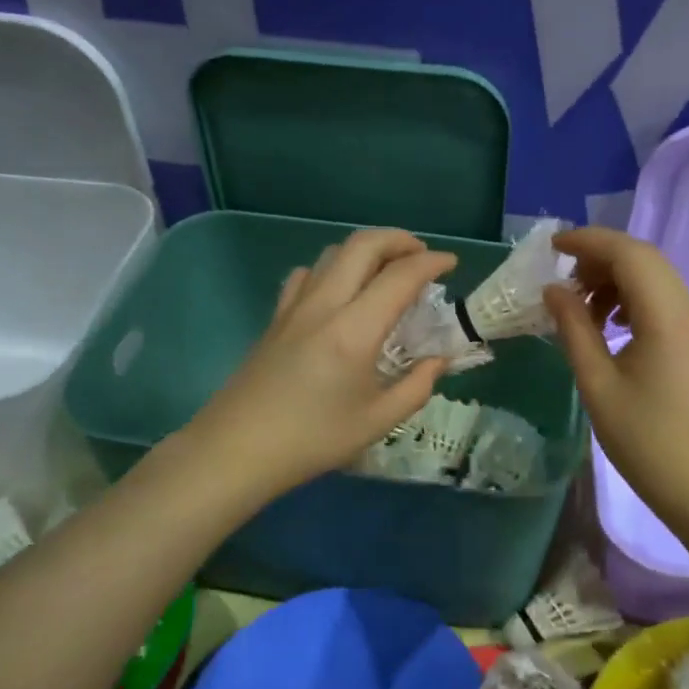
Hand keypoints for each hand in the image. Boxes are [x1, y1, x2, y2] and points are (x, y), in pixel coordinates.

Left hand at [187, 229, 455, 502]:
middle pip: (362, 244)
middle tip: (421, 256)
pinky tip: (339, 293)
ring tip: (386, 273)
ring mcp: (294, 307)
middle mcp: (324, 305)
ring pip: (333, 253)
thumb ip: (416, 387)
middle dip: (399, 239)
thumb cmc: (312, 440)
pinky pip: (307, 274)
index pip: (400, 276)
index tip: (451, 264)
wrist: (237, 449)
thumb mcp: (377, 422)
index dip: (431, 263)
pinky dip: (333, 269)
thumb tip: (438, 361)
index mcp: (355, 331)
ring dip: (366, 251)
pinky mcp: (276, 317)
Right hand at [543, 227, 688, 527]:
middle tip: (562, 281)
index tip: (551, 246)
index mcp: (667, 317)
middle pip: (644, 259)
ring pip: (655, 277)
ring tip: (581, 309)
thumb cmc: (644, 440)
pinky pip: (663, 300)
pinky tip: (608, 326)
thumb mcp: (597, 384)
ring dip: (615, 279)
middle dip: (600, 258)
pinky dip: (632, 298)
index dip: (589, 241)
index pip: (629, 254)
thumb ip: (574, 329)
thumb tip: (553, 290)